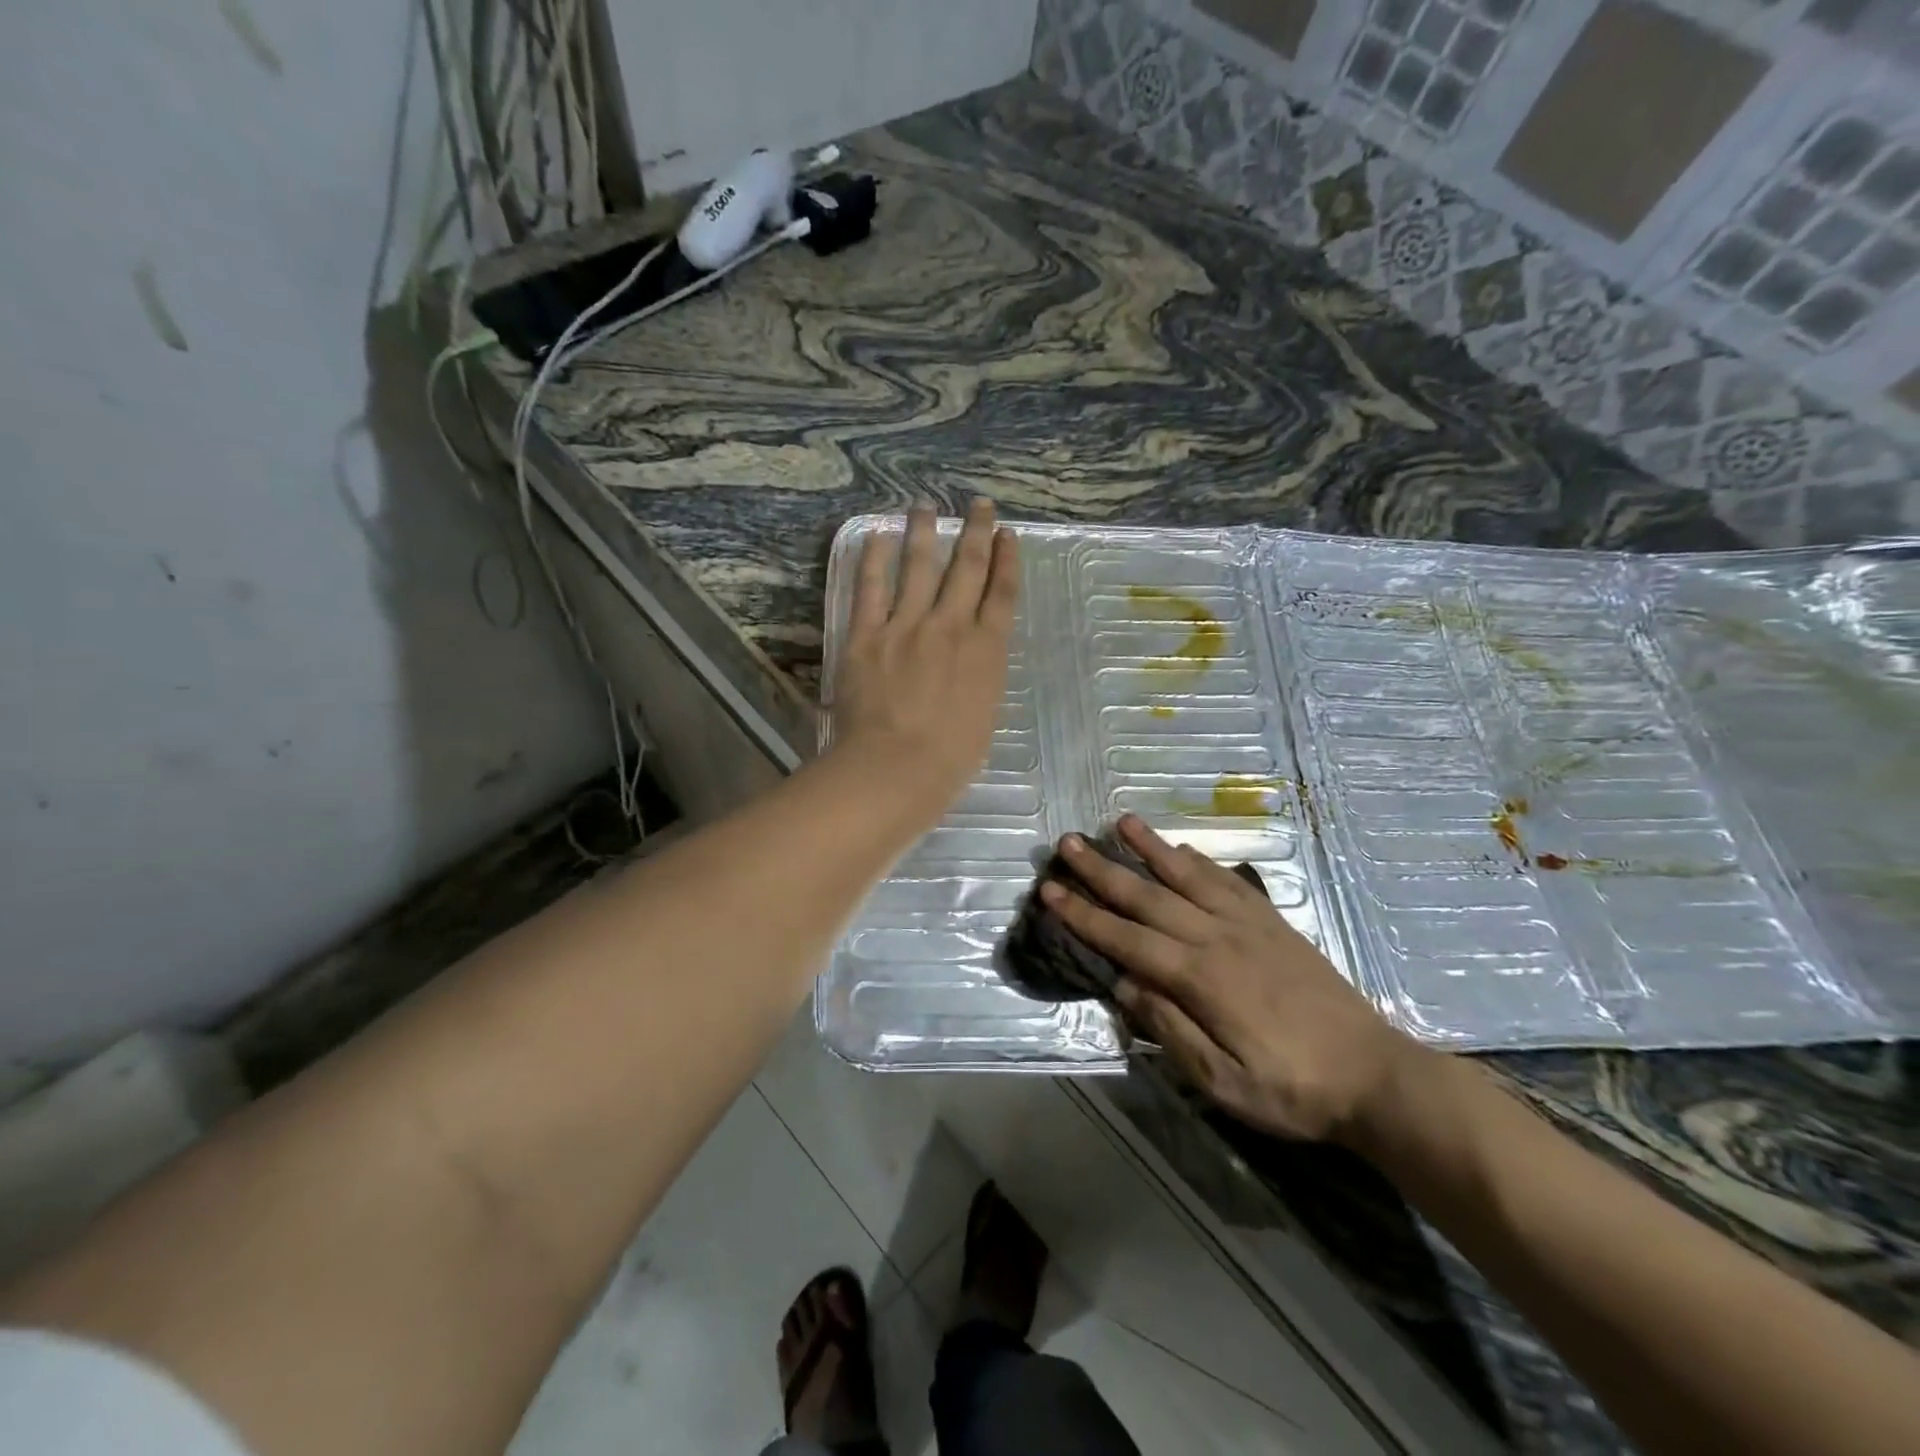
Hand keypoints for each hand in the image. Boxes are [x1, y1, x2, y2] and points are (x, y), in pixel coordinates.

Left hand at [831, 498, 1018, 816]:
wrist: (896, 768)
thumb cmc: (949, 759)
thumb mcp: (983, 716)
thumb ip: (980, 678)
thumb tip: (974, 659)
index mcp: (986, 651)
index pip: (1001, 594)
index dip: (1006, 560)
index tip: (1007, 534)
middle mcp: (951, 627)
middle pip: (967, 568)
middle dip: (976, 532)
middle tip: (979, 504)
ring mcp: (907, 625)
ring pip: (919, 566)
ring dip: (924, 532)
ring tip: (924, 505)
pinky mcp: (867, 634)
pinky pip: (871, 587)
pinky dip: (873, 558)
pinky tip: (875, 535)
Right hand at [1042, 815, 1428, 1143]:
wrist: (1374, 1076)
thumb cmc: (1292, 1089)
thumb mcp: (1223, 1082)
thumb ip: (1171, 1029)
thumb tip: (1125, 986)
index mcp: (1199, 978)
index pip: (1126, 938)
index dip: (1084, 915)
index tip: (1050, 890)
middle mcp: (1217, 937)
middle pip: (1148, 896)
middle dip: (1103, 869)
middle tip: (1068, 843)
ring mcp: (1247, 925)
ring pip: (1187, 876)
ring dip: (1150, 848)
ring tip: (1120, 821)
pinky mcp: (1273, 923)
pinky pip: (1228, 881)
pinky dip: (1201, 862)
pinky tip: (1183, 849)